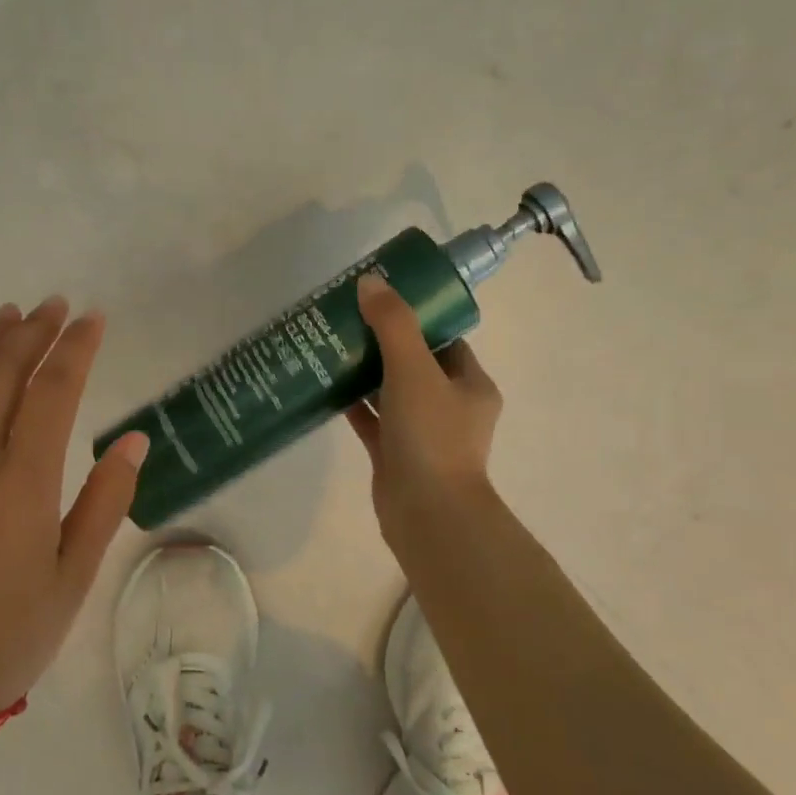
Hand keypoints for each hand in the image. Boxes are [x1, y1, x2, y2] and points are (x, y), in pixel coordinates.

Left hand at [0, 297, 149, 710]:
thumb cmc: (14, 632)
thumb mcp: (76, 575)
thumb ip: (106, 501)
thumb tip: (134, 440)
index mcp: (21, 484)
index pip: (52, 393)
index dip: (75, 349)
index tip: (93, 319)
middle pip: (0, 373)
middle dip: (31, 332)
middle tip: (55, 305)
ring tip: (9, 314)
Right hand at [345, 272, 503, 537]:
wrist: (426, 512)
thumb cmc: (431, 436)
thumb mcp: (414, 370)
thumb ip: (393, 324)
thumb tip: (371, 282)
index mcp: (471, 385)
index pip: (446, 341)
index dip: (418, 319)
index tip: (384, 302)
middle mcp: (450, 407)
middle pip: (415, 364)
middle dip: (384, 343)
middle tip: (349, 320)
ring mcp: (422, 433)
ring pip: (391, 393)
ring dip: (365, 372)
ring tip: (331, 345)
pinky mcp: (394, 454)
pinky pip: (372, 421)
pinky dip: (353, 404)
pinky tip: (325, 385)